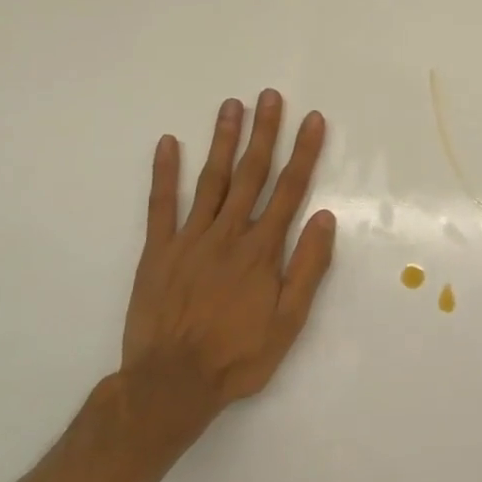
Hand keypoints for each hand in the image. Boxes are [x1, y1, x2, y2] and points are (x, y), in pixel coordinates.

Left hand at [118, 90, 336, 437]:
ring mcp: (189, 239)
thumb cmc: (238, 355)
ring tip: (231, 106)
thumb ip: (307, 267)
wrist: (171, 385)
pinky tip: (169, 143)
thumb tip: (324, 217)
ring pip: (212, 180)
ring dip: (223, 140)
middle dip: (264, 133)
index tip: (312, 120)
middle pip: (251, 174)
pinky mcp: (158, 251)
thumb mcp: (289, 321)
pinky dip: (165, 173)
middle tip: (270, 96)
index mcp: (262, 250)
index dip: (303, 152)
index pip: (289, 189)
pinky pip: (161, 205)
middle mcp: (228, 234)